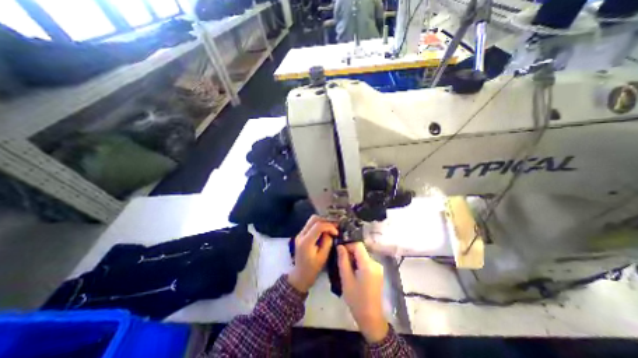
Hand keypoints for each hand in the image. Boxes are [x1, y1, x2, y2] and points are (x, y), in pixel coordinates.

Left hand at [289, 215, 338, 292]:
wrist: (299, 275)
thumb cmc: (312, 269)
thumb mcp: (323, 257)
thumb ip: (327, 242)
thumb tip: (330, 232)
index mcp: (306, 242)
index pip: (318, 226)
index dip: (329, 226)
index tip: (337, 232)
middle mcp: (301, 235)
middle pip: (314, 219)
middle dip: (326, 220)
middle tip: (335, 226)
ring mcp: (300, 234)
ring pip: (312, 220)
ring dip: (323, 221)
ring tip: (331, 227)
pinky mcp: (301, 234)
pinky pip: (311, 224)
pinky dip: (319, 224)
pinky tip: (326, 229)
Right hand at [336, 243, 385, 342]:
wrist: (371, 318)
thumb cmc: (356, 299)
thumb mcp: (346, 279)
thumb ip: (343, 260)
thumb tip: (340, 246)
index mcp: (368, 264)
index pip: (358, 245)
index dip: (348, 245)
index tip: (340, 252)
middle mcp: (375, 263)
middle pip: (361, 250)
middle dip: (350, 253)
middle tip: (341, 262)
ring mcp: (378, 268)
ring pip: (363, 256)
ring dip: (354, 259)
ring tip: (346, 269)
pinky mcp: (378, 272)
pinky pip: (366, 262)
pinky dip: (359, 263)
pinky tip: (353, 273)